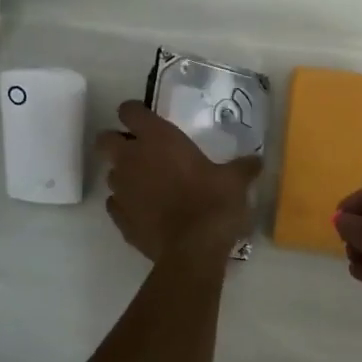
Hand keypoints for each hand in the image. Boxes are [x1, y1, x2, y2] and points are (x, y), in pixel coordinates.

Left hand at [94, 101, 260, 262]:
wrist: (193, 250)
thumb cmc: (213, 203)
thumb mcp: (234, 181)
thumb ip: (243, 167)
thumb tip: (257, 161)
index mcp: (158, 139)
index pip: (129, 111)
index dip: (134, 113)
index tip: (146, 121)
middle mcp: (132, 159)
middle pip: (105, 140)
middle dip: (116, 142)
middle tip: (139, 151)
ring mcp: (121, 189)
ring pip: (111, 173)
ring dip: (124, 175)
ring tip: (147, 185)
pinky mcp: (119, 218)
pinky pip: (116, 203)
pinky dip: (126, 203)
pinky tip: (145, 211)